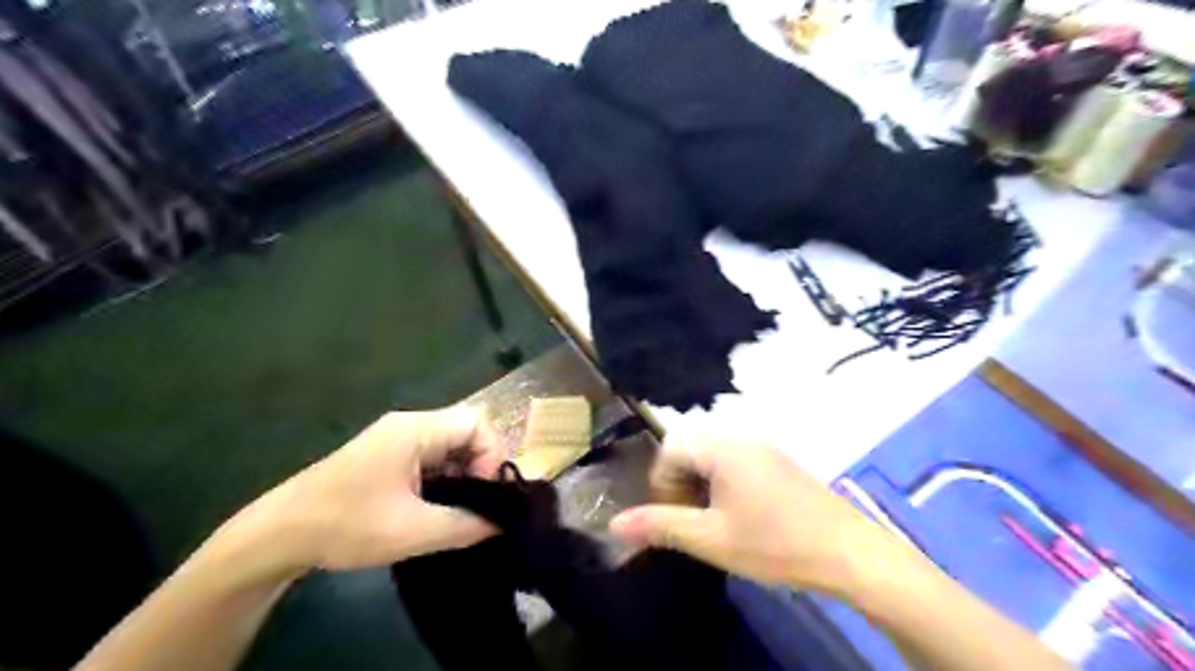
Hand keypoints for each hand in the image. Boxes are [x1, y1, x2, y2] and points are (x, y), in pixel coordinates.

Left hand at [210, 407, 503, 584]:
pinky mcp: (387, 456)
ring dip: (462, 475)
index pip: (477, 422)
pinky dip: (444, 479)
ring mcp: (395, 439)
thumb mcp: (412, 531)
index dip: (491, 454)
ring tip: (457, 511)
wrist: (276, 536)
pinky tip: (435, 508)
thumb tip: (502, 523)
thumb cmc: (345, 526)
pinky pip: (432, 457)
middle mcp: (409, 425)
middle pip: (466, 431)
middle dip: (479, 467)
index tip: (483, 494)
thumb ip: (466, 525)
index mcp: (416, 430)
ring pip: (450, 446)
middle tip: (475, 505)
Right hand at [612, 437, 891, 593]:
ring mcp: (763, 446)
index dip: (660, 485)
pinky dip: (722, 482)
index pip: (669, 450)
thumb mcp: (711, 539)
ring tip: (710, 520)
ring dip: (700, 483)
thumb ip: (660, 526)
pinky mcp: (778, 460)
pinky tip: (738, 514)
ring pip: (712, 454)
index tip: (670, 519)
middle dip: (679, 483)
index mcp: (721, 446)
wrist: (850, 552)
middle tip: (688, 521)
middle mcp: (740, 436)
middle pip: (689, 447)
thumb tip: (614, 525)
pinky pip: (735, 460)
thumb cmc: (774, 542)